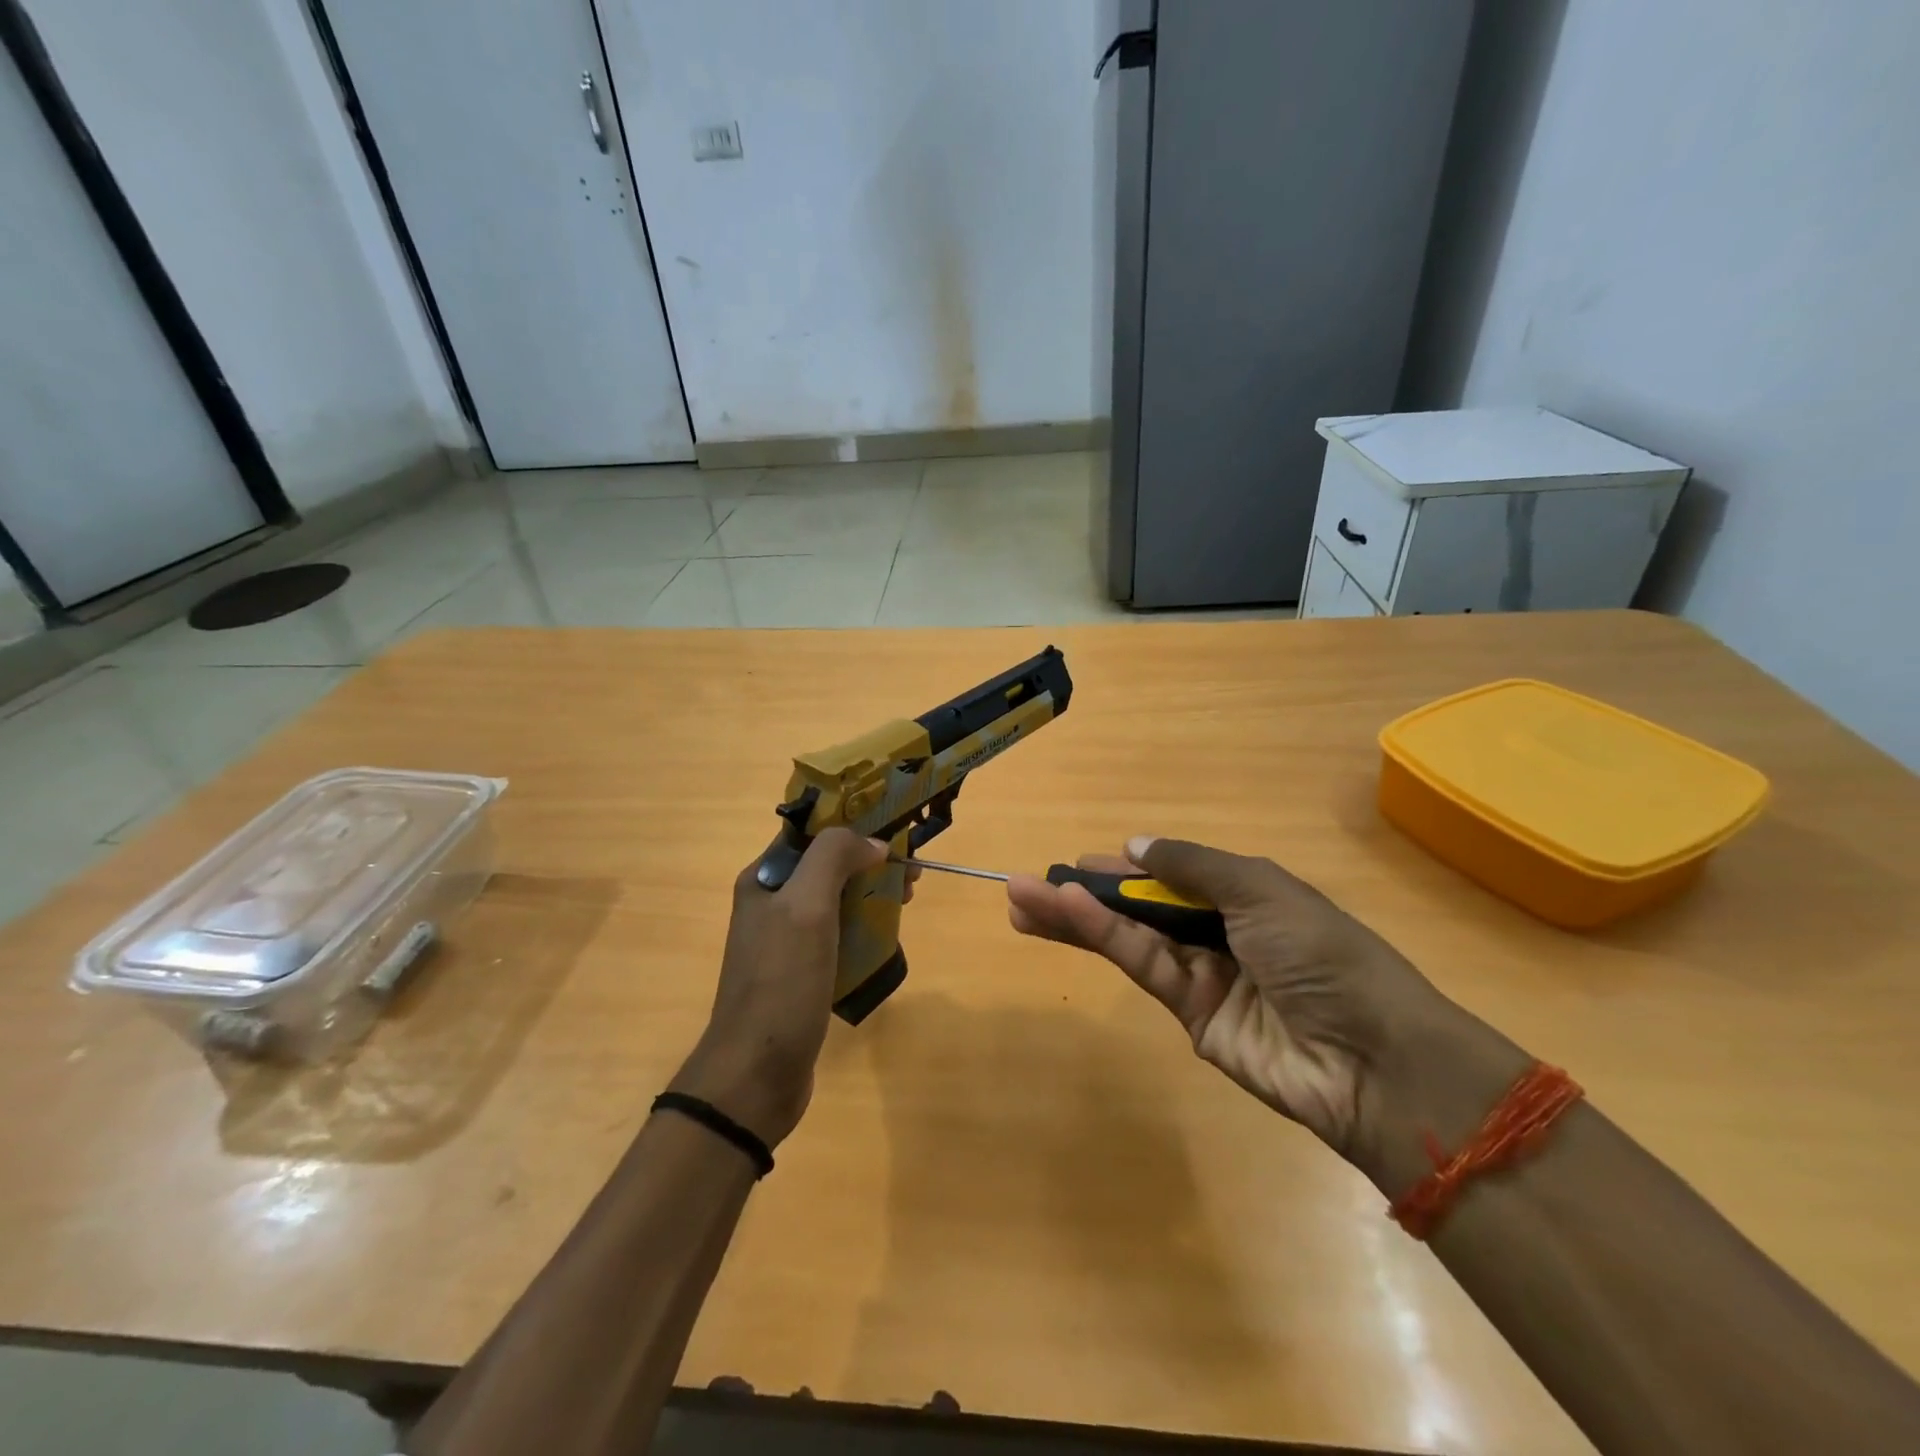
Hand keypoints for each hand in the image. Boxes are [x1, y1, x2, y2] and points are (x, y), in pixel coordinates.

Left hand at [672, 828, 886, 1147]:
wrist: (756, 1073)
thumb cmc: (781, 981)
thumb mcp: (805, 906)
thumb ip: (834, 858)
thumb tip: (873, 844)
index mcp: (764, 878)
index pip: (811, 832)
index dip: (853, 824)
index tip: (894, 831)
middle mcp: (772, 903)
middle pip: (828, 865)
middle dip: (870, 861)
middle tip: (910, 875)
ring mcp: (786, 940)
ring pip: (838, 900)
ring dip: (872, 893)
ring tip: (906, 901)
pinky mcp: (803, 972)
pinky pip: (839, 935)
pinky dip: (865, 928)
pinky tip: (887, 937)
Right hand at [1008, 836, 1513, 1179]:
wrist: (1372, 1058)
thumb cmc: (1322, 953)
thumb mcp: (1261, 889)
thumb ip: (1192, 866)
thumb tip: (1135, 845)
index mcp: (1246, 896)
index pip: (1172, 876)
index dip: (1126, 869)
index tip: (1080, 862)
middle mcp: (1220, 933)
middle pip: (1141, 908)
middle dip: (1086, 894)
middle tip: (1027, 884)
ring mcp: (1204, 977)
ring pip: (1129, 938)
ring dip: (1075, 917)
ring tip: (1021, 900)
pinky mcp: (1191, 1017)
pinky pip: (1143, 967)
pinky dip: (1103, 938)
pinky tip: (1067, 914)